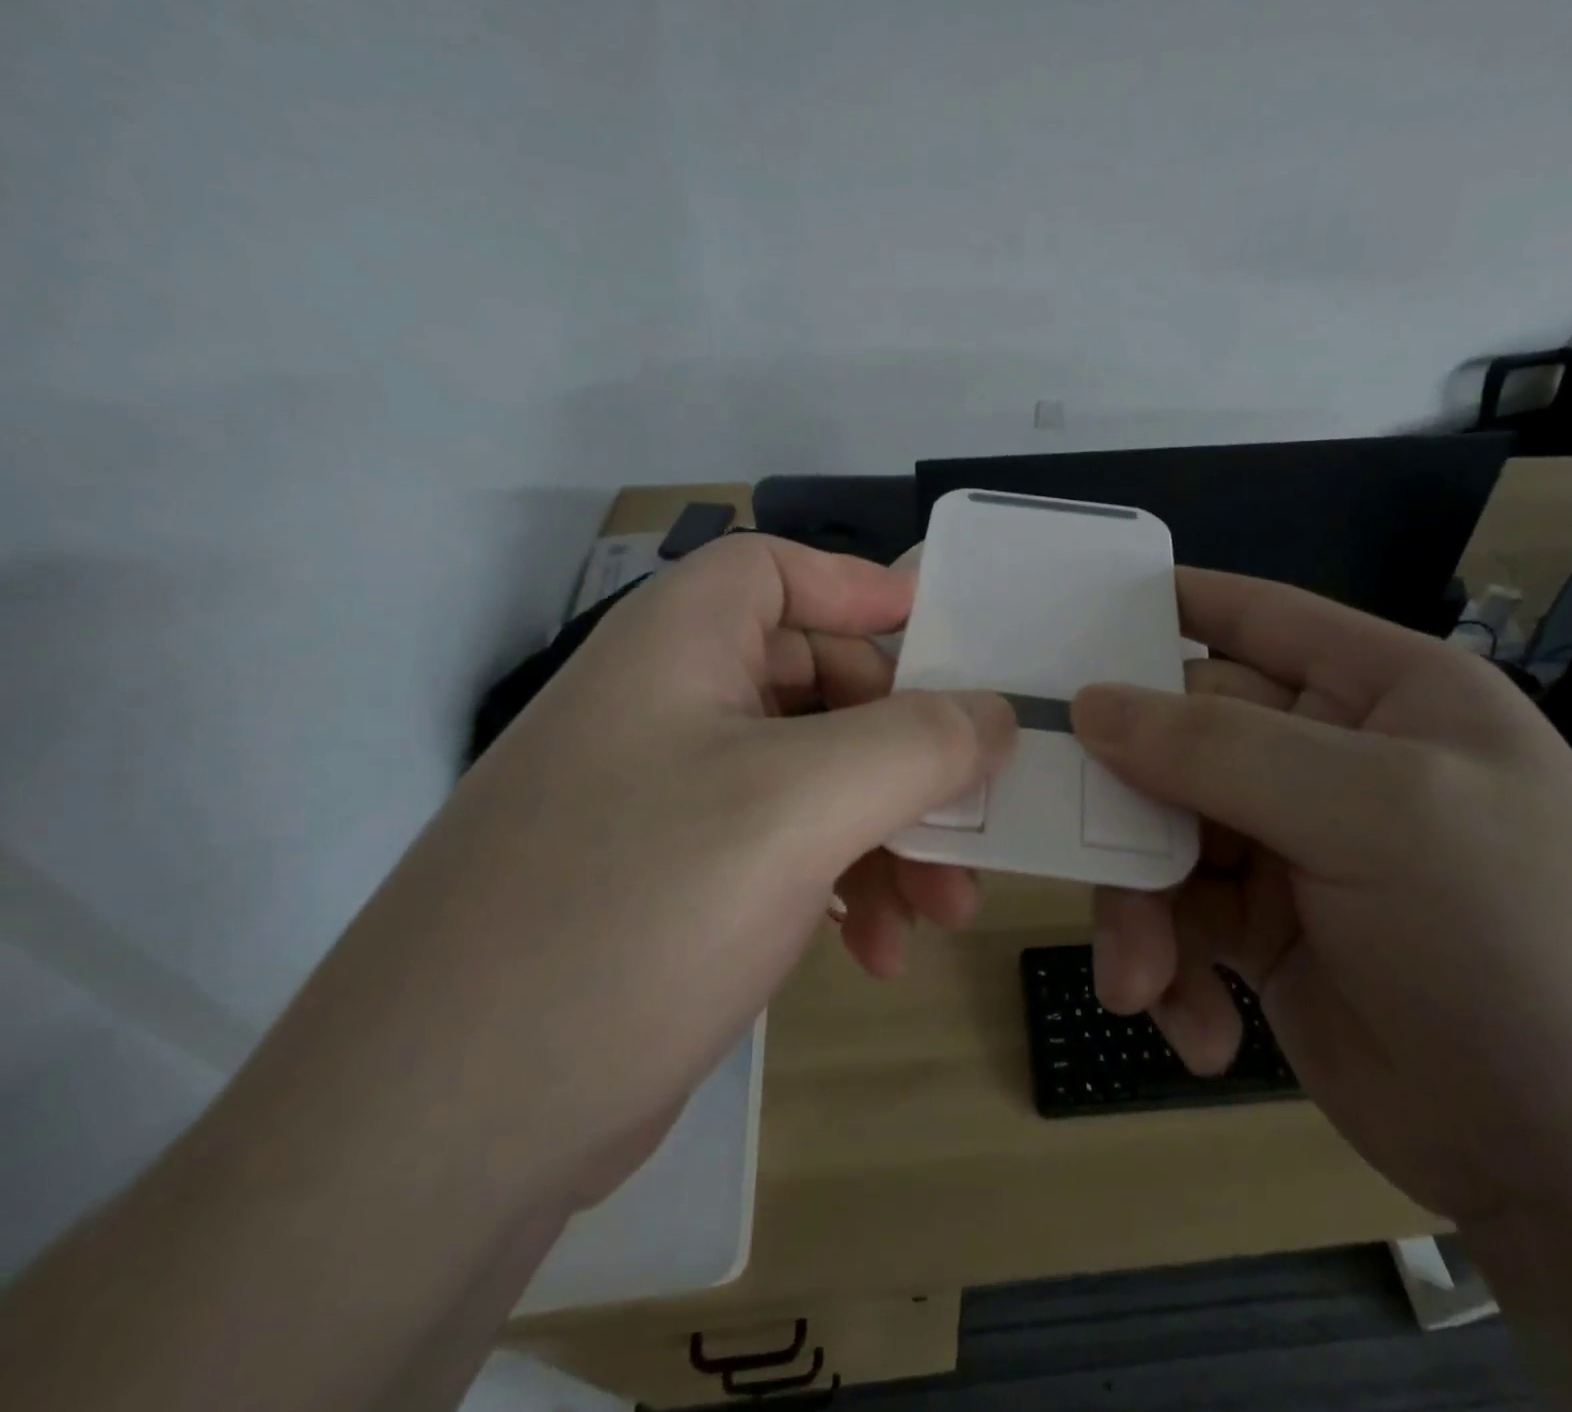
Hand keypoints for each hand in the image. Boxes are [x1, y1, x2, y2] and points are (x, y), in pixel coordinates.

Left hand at [279, 535, 1014, 1203]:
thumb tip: (996, 715)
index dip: (865, 590)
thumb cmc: (634, 912)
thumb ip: (917, 744)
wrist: (446, 1129)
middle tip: (972, 812)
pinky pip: (791, 851)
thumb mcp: (800, 806)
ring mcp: (672, 801)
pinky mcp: (679, 884)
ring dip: (892, 837)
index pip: (780, 571)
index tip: (951, 642)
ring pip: (819, 782)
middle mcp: (670, 709)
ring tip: (944, 913)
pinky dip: (848, 888)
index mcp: (679, 648)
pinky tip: (878, 953)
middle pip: (821, 686)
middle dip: (908, 753)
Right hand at [1071, 568, 1571, 1229]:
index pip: (1252, 618)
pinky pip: (1176, 923)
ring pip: (1160, 840)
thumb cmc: (1517, 945)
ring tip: (1142, 981)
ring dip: (1140, 912)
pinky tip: (1201, 1030)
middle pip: (1177, 742)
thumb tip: (1090, 704)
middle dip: (1126, 804)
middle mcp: (1324, 761)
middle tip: (1073, 847)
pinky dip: (1171, 973)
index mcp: (1377, 694)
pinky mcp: (1261, 934)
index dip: (1163, 609)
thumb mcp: (1377, 817)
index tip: (1064, 625)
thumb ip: (1221, 749)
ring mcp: (1288, 850)